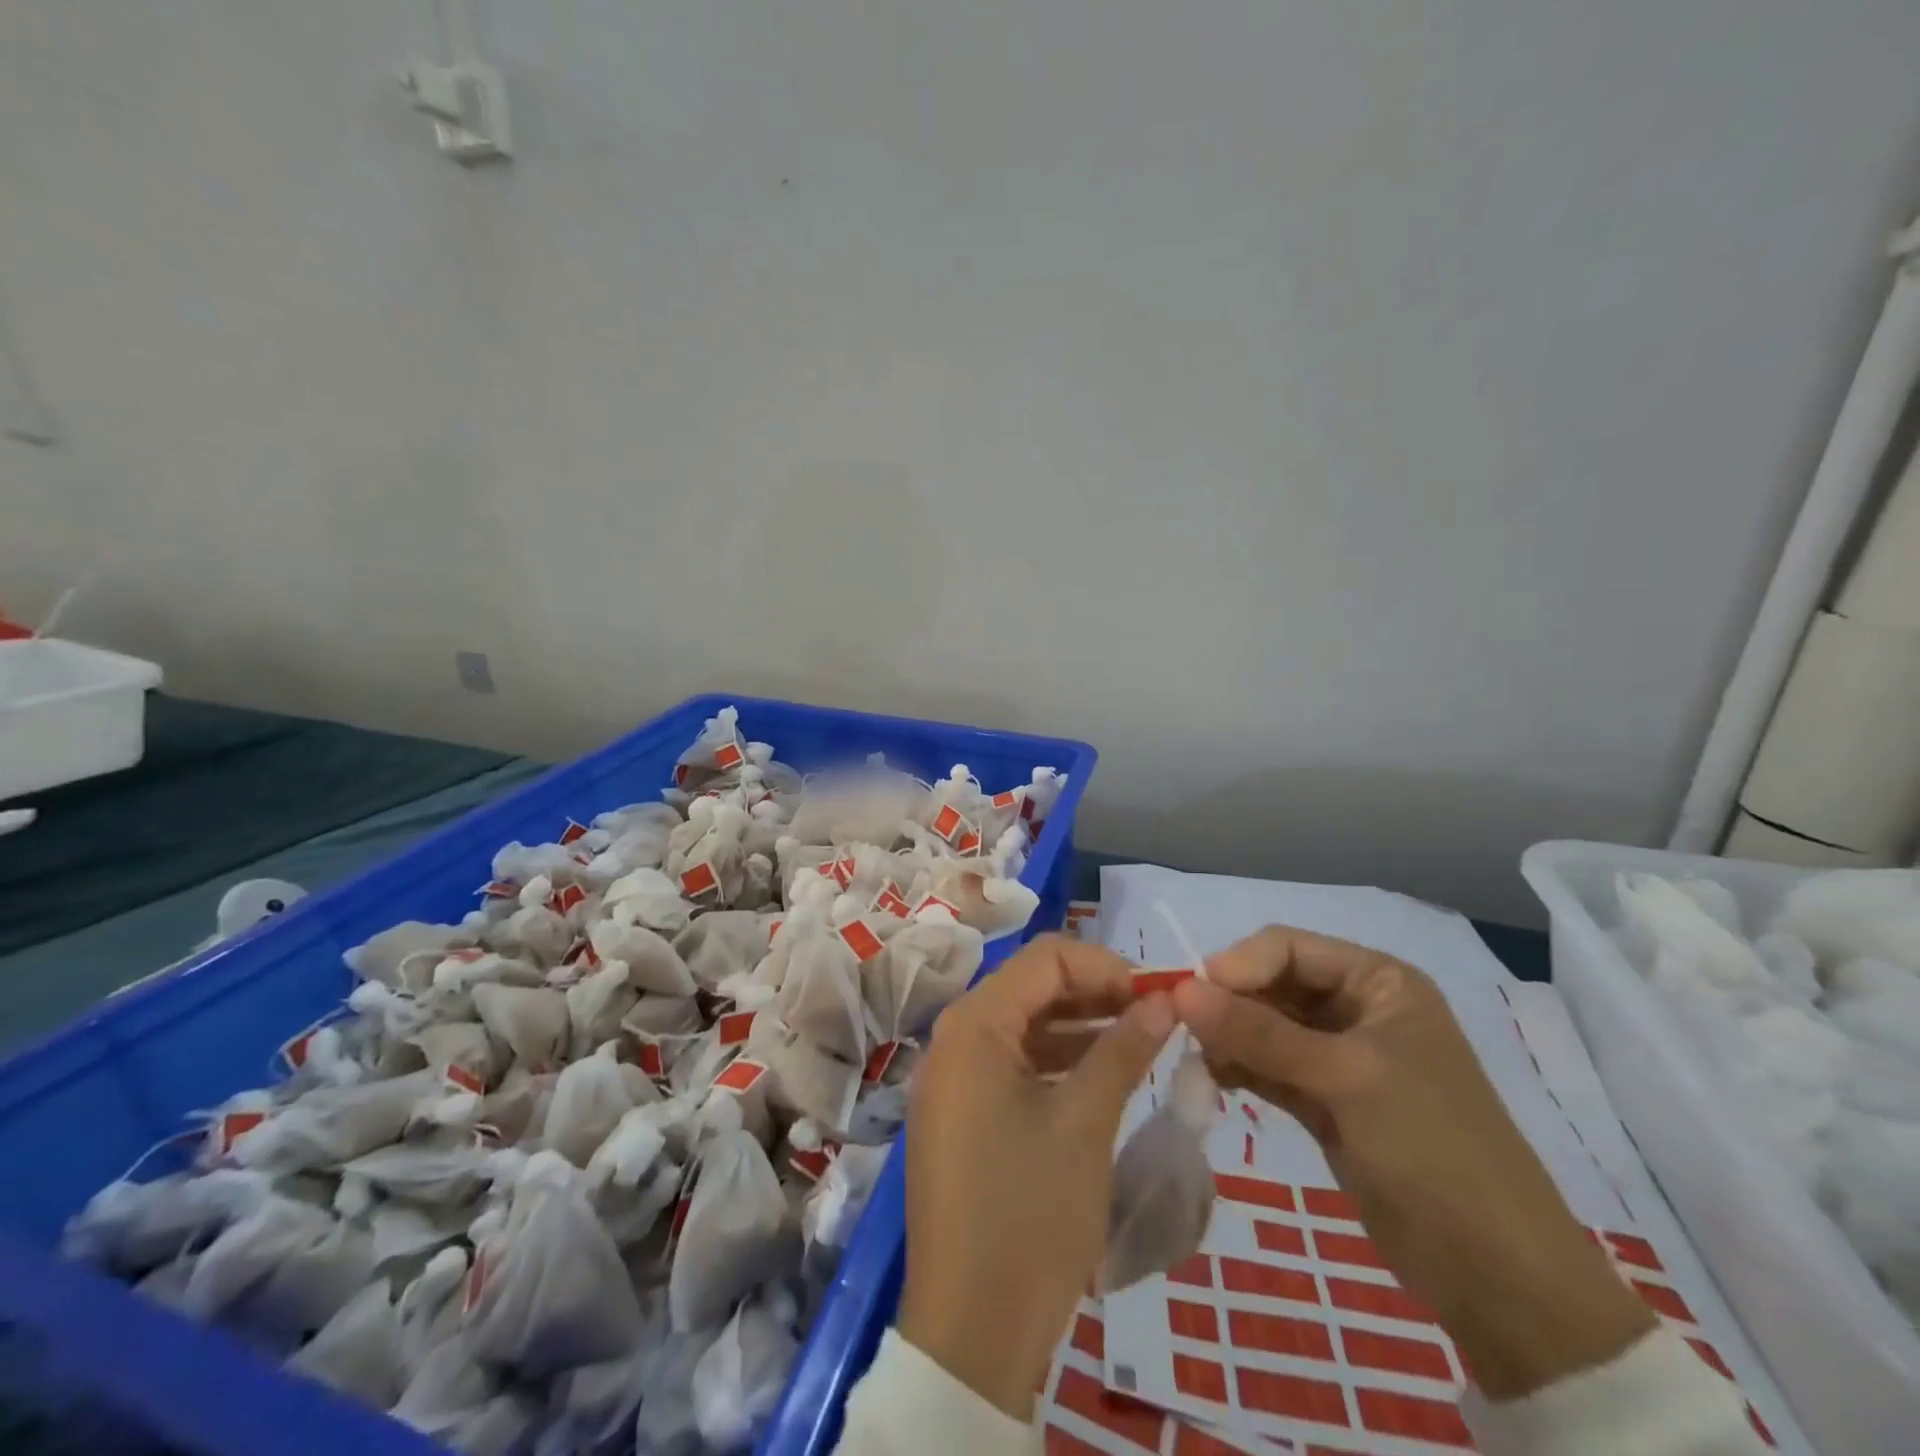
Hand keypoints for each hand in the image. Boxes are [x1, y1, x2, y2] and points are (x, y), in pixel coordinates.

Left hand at [898, 935, 1174, 1417]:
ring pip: (1020, 1025)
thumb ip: (1123, 1050)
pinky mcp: (957, 1114)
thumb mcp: (1086, 1124)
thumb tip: (1164, 1000)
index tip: (1155, 994)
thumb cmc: (1030, 1214)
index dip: (1103, 966)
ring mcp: (950, 1079)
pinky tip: (1096, 1076)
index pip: (1044, 958)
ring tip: (1135, 1042)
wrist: (970, 1332)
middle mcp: (952, 1038)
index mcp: (973, 1025)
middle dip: (1093, 993)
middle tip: (1152, 1016)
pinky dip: (1053, 1060)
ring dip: (1076, 1026)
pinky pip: (1008, 1063)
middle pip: (1029, 987)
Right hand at [1173, 926, 1654, 1399]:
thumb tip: (1180, 991)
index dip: (1237, 964)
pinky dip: (1239, 1067)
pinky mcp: (1325, 1100)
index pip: (1288, 948)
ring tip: (1198, 1060)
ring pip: (1264, 1026)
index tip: (1190, 996)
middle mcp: (1357, 1009)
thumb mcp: (1344, 1079)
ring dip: (1228, 1036)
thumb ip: (1259, 1032)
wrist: (1497, 1278)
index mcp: (1379, 983)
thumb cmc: (1432, 1150)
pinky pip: (1268, 1066)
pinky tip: (1212, 1079)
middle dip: (1228, 1003)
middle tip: (1182, 1030)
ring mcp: (1340, 1057)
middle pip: (1272, 984)